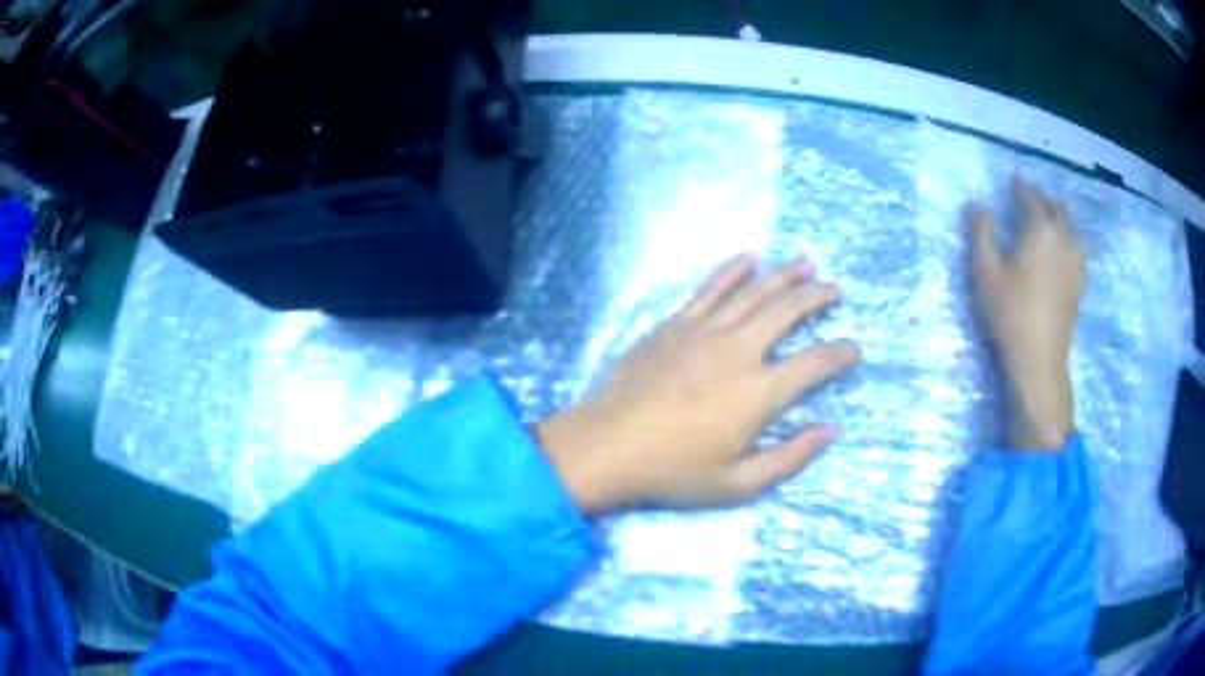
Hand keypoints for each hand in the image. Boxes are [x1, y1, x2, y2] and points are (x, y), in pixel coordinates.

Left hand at [536, 254, 860, 513]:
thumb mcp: (738, 484)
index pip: (815, 363)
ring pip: (754, 290)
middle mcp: (738, 351)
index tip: (855, 348)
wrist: (605, 447)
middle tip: (834, 291)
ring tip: (806, 263)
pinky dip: (733, 270)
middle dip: (817, 296)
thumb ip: (790, 457)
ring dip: (784, 273)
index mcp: (758, 393)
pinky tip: (749, 258)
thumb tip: (831, 430)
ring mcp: (703, 331)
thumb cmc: (673, 472)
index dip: (841, 353)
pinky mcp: (674, 324)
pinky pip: (710, 288)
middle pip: (788, 310)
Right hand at [969, 180, 1083, 450]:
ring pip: (1070, 226)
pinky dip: (1068, 236)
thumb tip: (977, 204)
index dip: (1021, 186)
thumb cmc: (1010, 313)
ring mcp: (1076, 261)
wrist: (1040, 360)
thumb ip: (981, 233)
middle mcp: (1063, 238)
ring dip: (1058, 215)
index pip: (1031, 197)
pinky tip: (1062, 243)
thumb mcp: (985, 272)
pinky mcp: (1080, 282)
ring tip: (1047, 215)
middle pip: (1056, 207)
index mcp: (1041, 229)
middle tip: (1029, 195)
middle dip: (1042, 197)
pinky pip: (1076, 246)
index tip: (1013, 180)